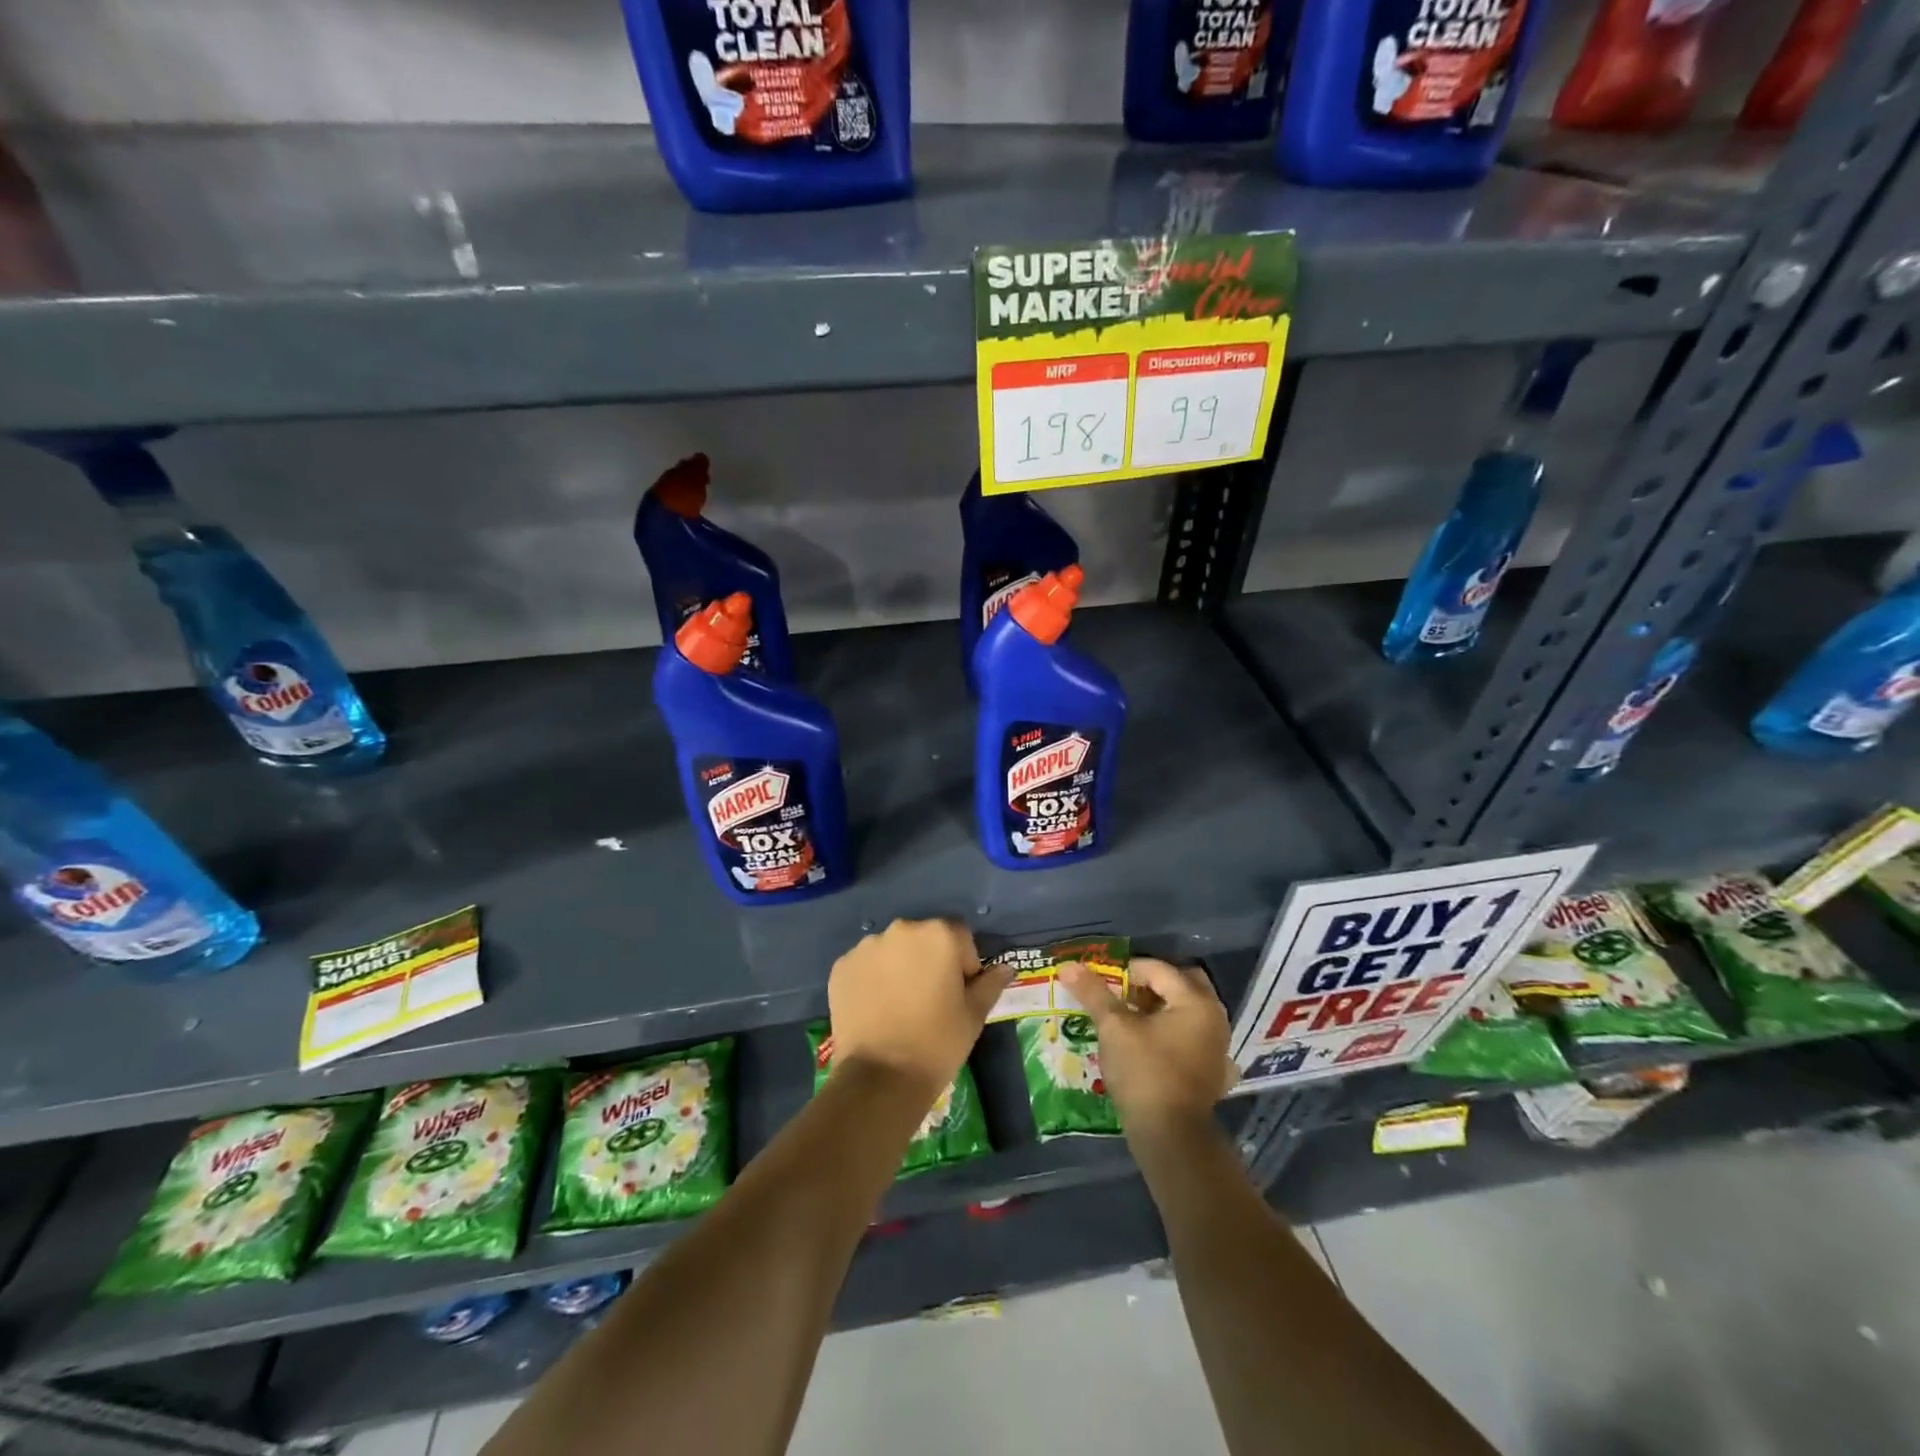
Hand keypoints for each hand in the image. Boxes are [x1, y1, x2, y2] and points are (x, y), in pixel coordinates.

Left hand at [827, 919, 1011, 1101]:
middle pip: (923, 938)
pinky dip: (872, 980)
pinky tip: (876, 1010)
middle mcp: (901, 930)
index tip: (959, 992)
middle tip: (930, 999)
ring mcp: (866, 947)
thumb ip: (990, 984)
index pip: (959, 935)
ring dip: (899, 967)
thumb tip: (1005, 968)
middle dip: (929, 961)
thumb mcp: (974, 1015)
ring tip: (900, 1007)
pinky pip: (864, 966)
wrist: (880, 1078)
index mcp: (938, 934)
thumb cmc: (938, 1042)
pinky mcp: (841, 967)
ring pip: (892, 950)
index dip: (964, 962)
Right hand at [1058, 958, 1234, 1133]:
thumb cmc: (1144, 1072)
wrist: (1170, 1137)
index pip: (1159, 969)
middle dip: (1152, 984)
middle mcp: (1215, 1018)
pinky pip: (1192, 1037)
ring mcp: (1217, 1046)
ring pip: (1188, 1011)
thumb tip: (1068, 966)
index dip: (1127, 971)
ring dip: (1161, 1008)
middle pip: (1182, 984)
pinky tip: (1150, 1044)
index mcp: (1196, 1001)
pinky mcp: (1213, 1071)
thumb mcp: (1114, 1028)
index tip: (1103, 983)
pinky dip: (1172, 1033)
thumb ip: (1094, 994)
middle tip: (1122, 993)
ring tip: (1129, 1018)